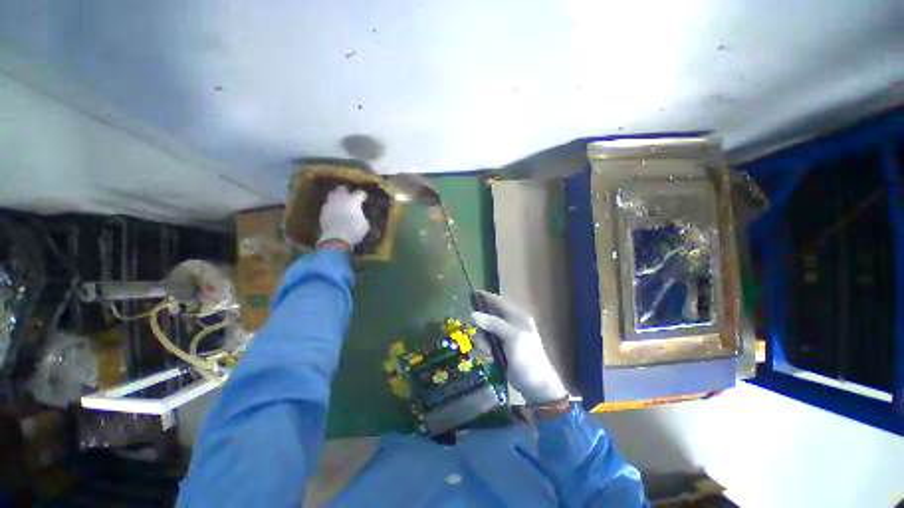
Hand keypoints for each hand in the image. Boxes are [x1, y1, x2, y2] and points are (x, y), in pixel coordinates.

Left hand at [317, 186, 368, 248]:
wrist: (336, 238)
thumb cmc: (354, 230)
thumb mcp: (364, 224)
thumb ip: (361, 216)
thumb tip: (359, 215)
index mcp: (353, 200)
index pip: (359, 193)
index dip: (363, 196)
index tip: (364, 199)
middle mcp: (340, 198)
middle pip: (342, 188)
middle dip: (346, 191)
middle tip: (350, 196)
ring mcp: (330, 204)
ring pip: (332, 194)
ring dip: (336, 197)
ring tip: (340, 202)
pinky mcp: (322, 212)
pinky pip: (327, 205)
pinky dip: (331, 207)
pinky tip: (334, 212)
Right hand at [471, 290, 567, 405]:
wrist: (536, 385)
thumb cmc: (527, 357)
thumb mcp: (511, 336)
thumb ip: (493, 323)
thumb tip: (473, 314)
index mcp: (516, 316)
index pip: (497, 301)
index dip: (484, 297)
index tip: (470, 295)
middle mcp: (510, 323)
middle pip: (487, 317)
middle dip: (481, 329)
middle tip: (480, 340)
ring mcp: (504, 336)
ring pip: (484, 331)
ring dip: (482, 342)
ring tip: (487, 354)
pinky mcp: (500, 348)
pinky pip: (486, 343)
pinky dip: (485, 350)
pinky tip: (489, 359)